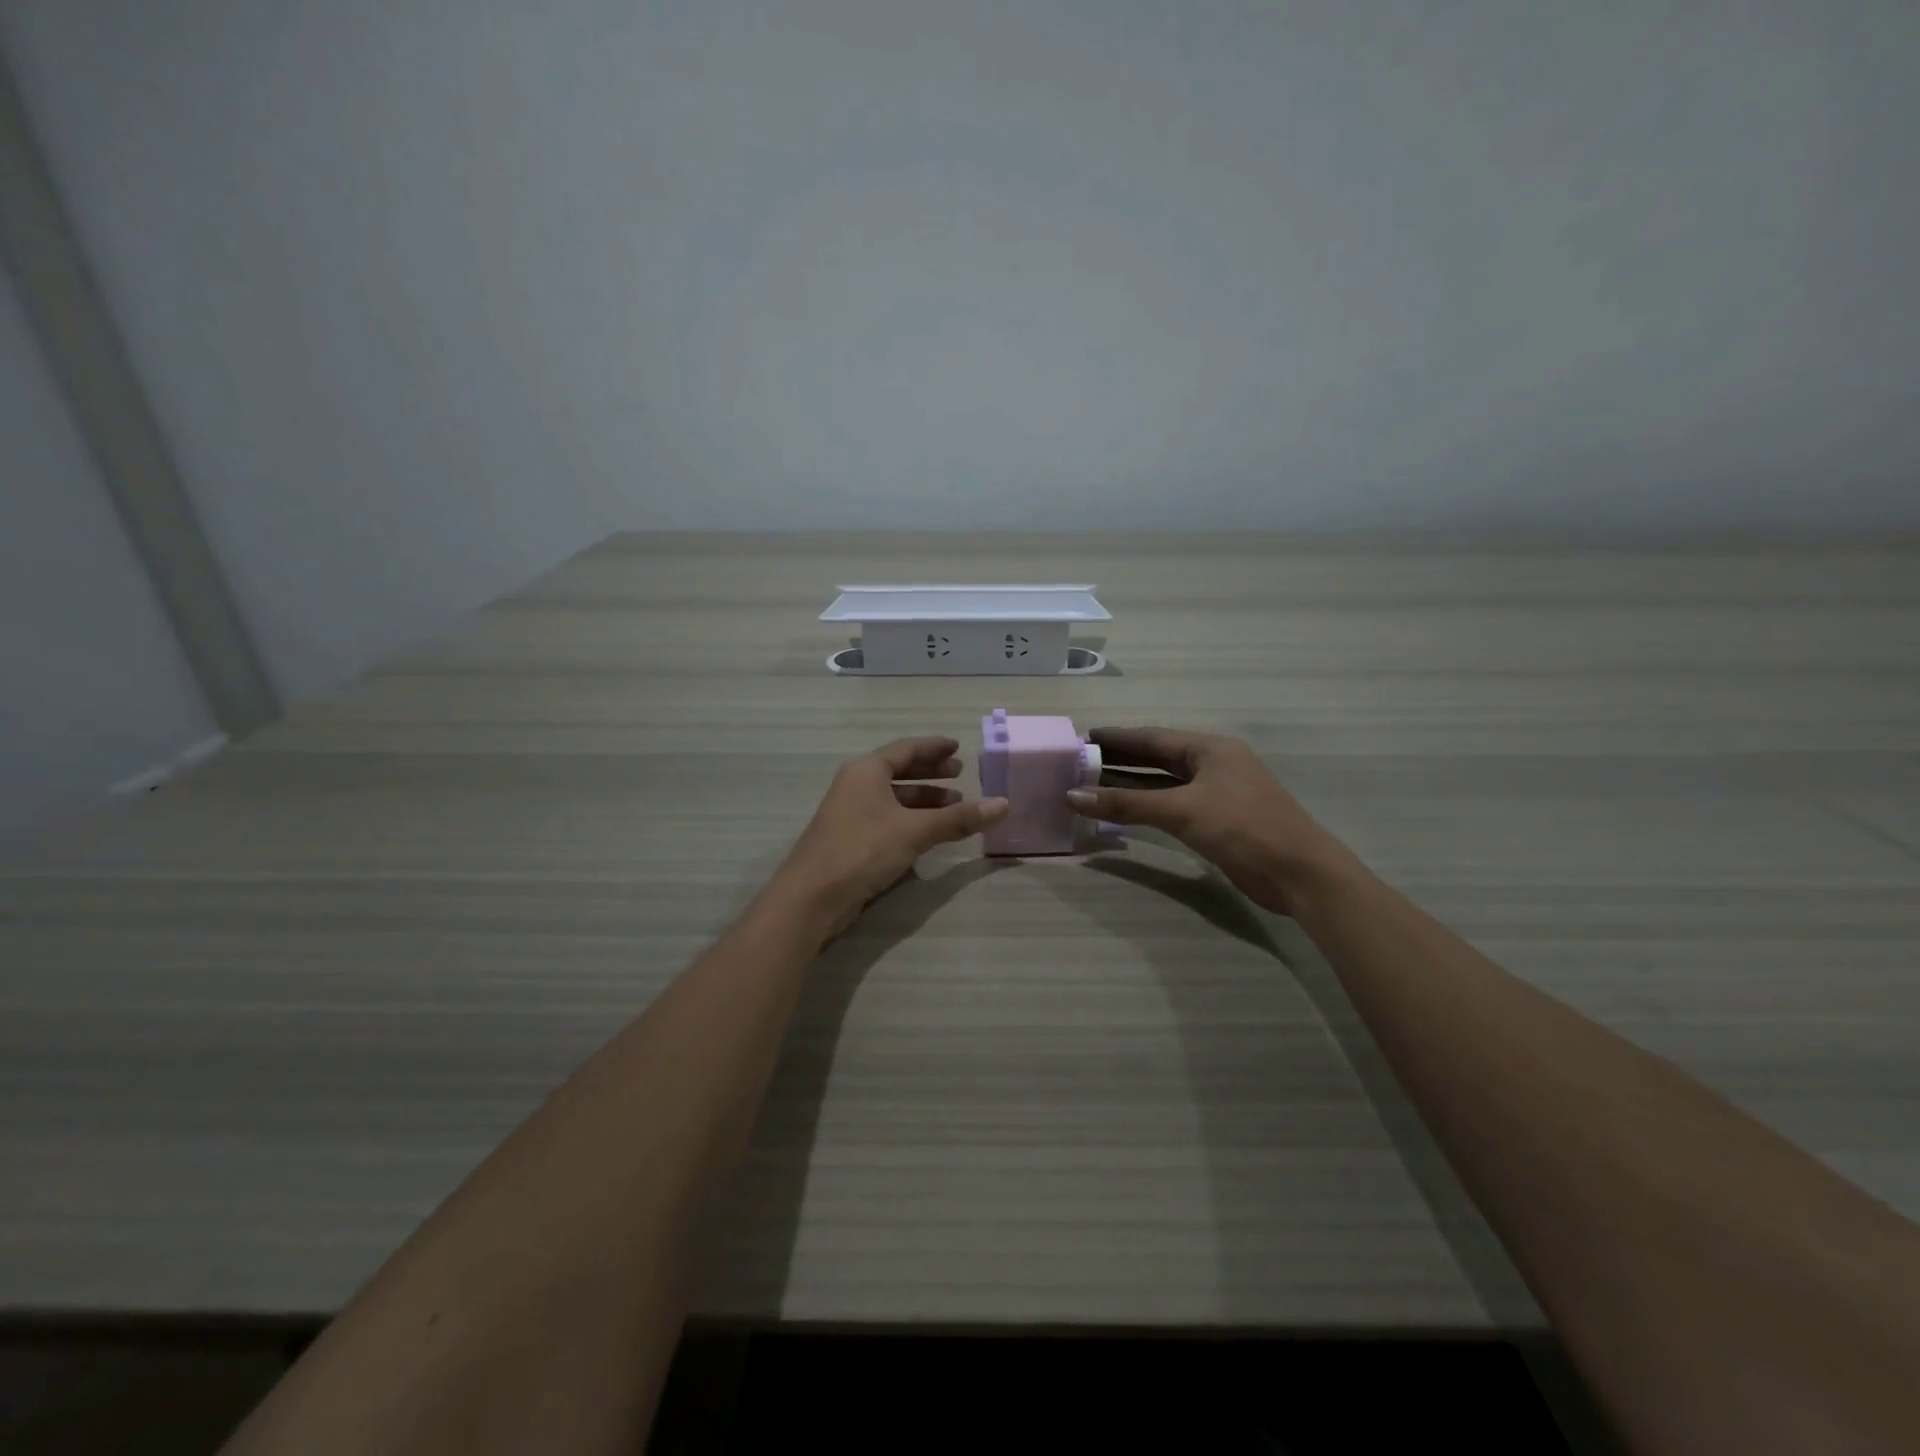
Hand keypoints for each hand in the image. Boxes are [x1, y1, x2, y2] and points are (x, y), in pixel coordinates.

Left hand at [774, 737, 1008, 935]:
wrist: (811, 897)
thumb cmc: (862, 850)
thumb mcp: (915, 831)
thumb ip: (958, 818)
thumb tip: (1003, 804)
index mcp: (866, 771)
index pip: (905, 749)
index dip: (933, 748)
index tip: (958, 748)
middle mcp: (856, 786)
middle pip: (899, 772)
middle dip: (931, 774)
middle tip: (960, 775)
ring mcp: (851, 814)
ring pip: (894, 799)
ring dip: (924, 801)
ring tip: (955, 807)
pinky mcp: (851, 841)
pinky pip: (888, 820)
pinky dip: (911, 821)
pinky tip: (931, 834)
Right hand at [1065, 727, 1352, 915]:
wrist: (1299, 873)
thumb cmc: (1242, 827)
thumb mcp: (1180, 811)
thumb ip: (1125, 804)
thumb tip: (1072, 795)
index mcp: (1209, 749)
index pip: (1152, 738)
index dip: (1117, 738)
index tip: (1083, 738)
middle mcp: (1213, 765)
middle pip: (1157, 758)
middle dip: (1120, 760)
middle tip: (1080, 762)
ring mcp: (1217, 793)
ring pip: (1164, 784)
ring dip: (1130, 786)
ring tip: (1092, 785)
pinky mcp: (1218, 821)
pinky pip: (1172, 806)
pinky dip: (1147, 807)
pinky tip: (1124, 812)